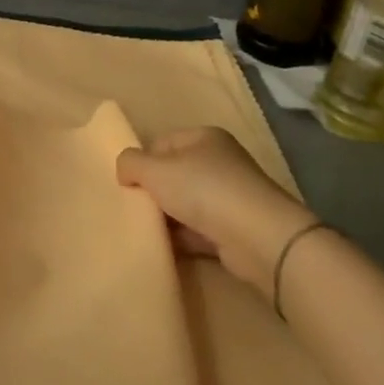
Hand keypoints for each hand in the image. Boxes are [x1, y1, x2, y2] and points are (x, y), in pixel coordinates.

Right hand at [117, 128, 314, 291]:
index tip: (127, 183)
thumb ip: (130, 163)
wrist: (258, 238)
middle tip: (133, 207)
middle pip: (173, 173)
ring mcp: (230, 197)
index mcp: (204, 137)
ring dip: (166, 216)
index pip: (161, 142)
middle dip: (153, 190)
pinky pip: (198, 230)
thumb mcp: (154, 169)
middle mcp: (219, 162)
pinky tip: (164, 247)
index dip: (142, 160)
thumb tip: (124, 170)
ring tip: (144, 229)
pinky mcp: (235, 229)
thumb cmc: (203, 190)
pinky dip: (182, 237)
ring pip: (185, 203)